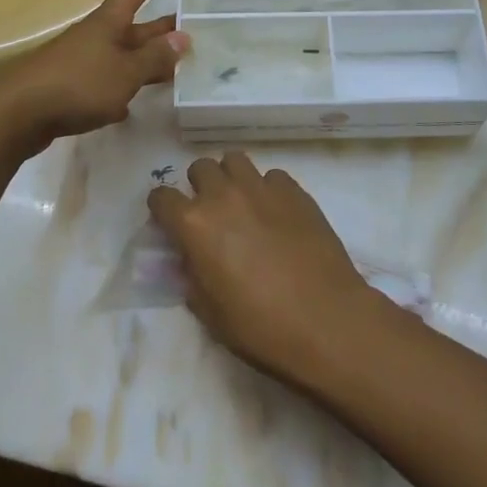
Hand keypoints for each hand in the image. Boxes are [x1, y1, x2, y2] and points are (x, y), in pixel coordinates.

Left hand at [0, 0, 187, 151]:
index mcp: (109, 22)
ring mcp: (82, 62)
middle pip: (134, 26)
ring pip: (123, 56)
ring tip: (176, 69)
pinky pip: (105, 82)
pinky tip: (132, 105)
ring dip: (147, 61)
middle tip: (195, 30)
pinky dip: (121, 89)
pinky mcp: (71, 89)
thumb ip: (154, 58)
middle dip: (163, 28)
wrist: (15, 114)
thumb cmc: (77, 83)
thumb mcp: (125, 72)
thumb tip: (182, 38)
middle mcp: (96, 36)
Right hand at [148, 152, 382, 383]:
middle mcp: (224, 195)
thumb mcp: (210, 313)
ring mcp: (261, 187)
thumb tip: (191, 259)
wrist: (325, 319)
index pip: (162, 197)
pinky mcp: (294, 189)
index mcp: (195, 224)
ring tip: (241, 203)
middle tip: (210, 212)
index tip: (168, 220)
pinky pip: (272, 176)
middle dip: (199, 186)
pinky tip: (277, 214)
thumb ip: (192, 277)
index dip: (161, 208)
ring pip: (235, 160)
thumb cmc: (260, 326)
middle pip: (200, 167)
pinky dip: (267, 189)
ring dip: (231, 177)